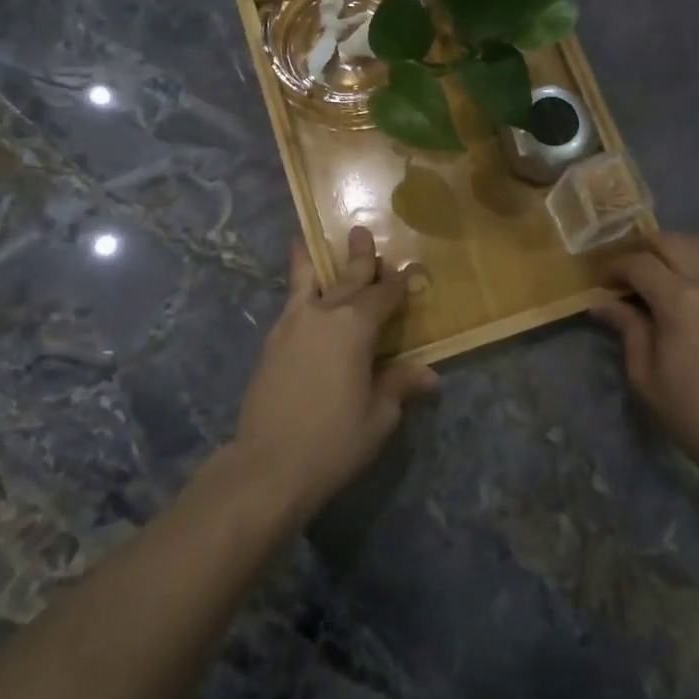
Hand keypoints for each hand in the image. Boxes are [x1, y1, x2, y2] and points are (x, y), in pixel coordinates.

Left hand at [234, 226, 437, 515]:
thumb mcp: (378, 417)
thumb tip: (430, 375)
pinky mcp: (272, 341)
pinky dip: (294, 286)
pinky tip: (297, 287)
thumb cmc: (333, 441)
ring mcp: (293, 325)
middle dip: (361, 259)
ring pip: (309, 283)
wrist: (268, 464)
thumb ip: (399, 386)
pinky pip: (288, 302)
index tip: (408, 270)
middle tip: (363, 233)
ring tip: (310, 239)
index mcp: (356, 328)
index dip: (398, 284)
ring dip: (317, 261)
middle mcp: (325, 315)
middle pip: (348, 280)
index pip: (384, 296)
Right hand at [593, 231, 698, 490]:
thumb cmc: (692, 411)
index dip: (616, 266)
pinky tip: (697, 282)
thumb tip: (601, 303)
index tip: (604, 281)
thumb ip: (627, 328)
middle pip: (672, 242)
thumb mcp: (645, 374)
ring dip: (677, 248)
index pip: (639, 263)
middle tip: (630, 271)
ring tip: (662, 269)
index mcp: (679, 300)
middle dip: (644, 249)